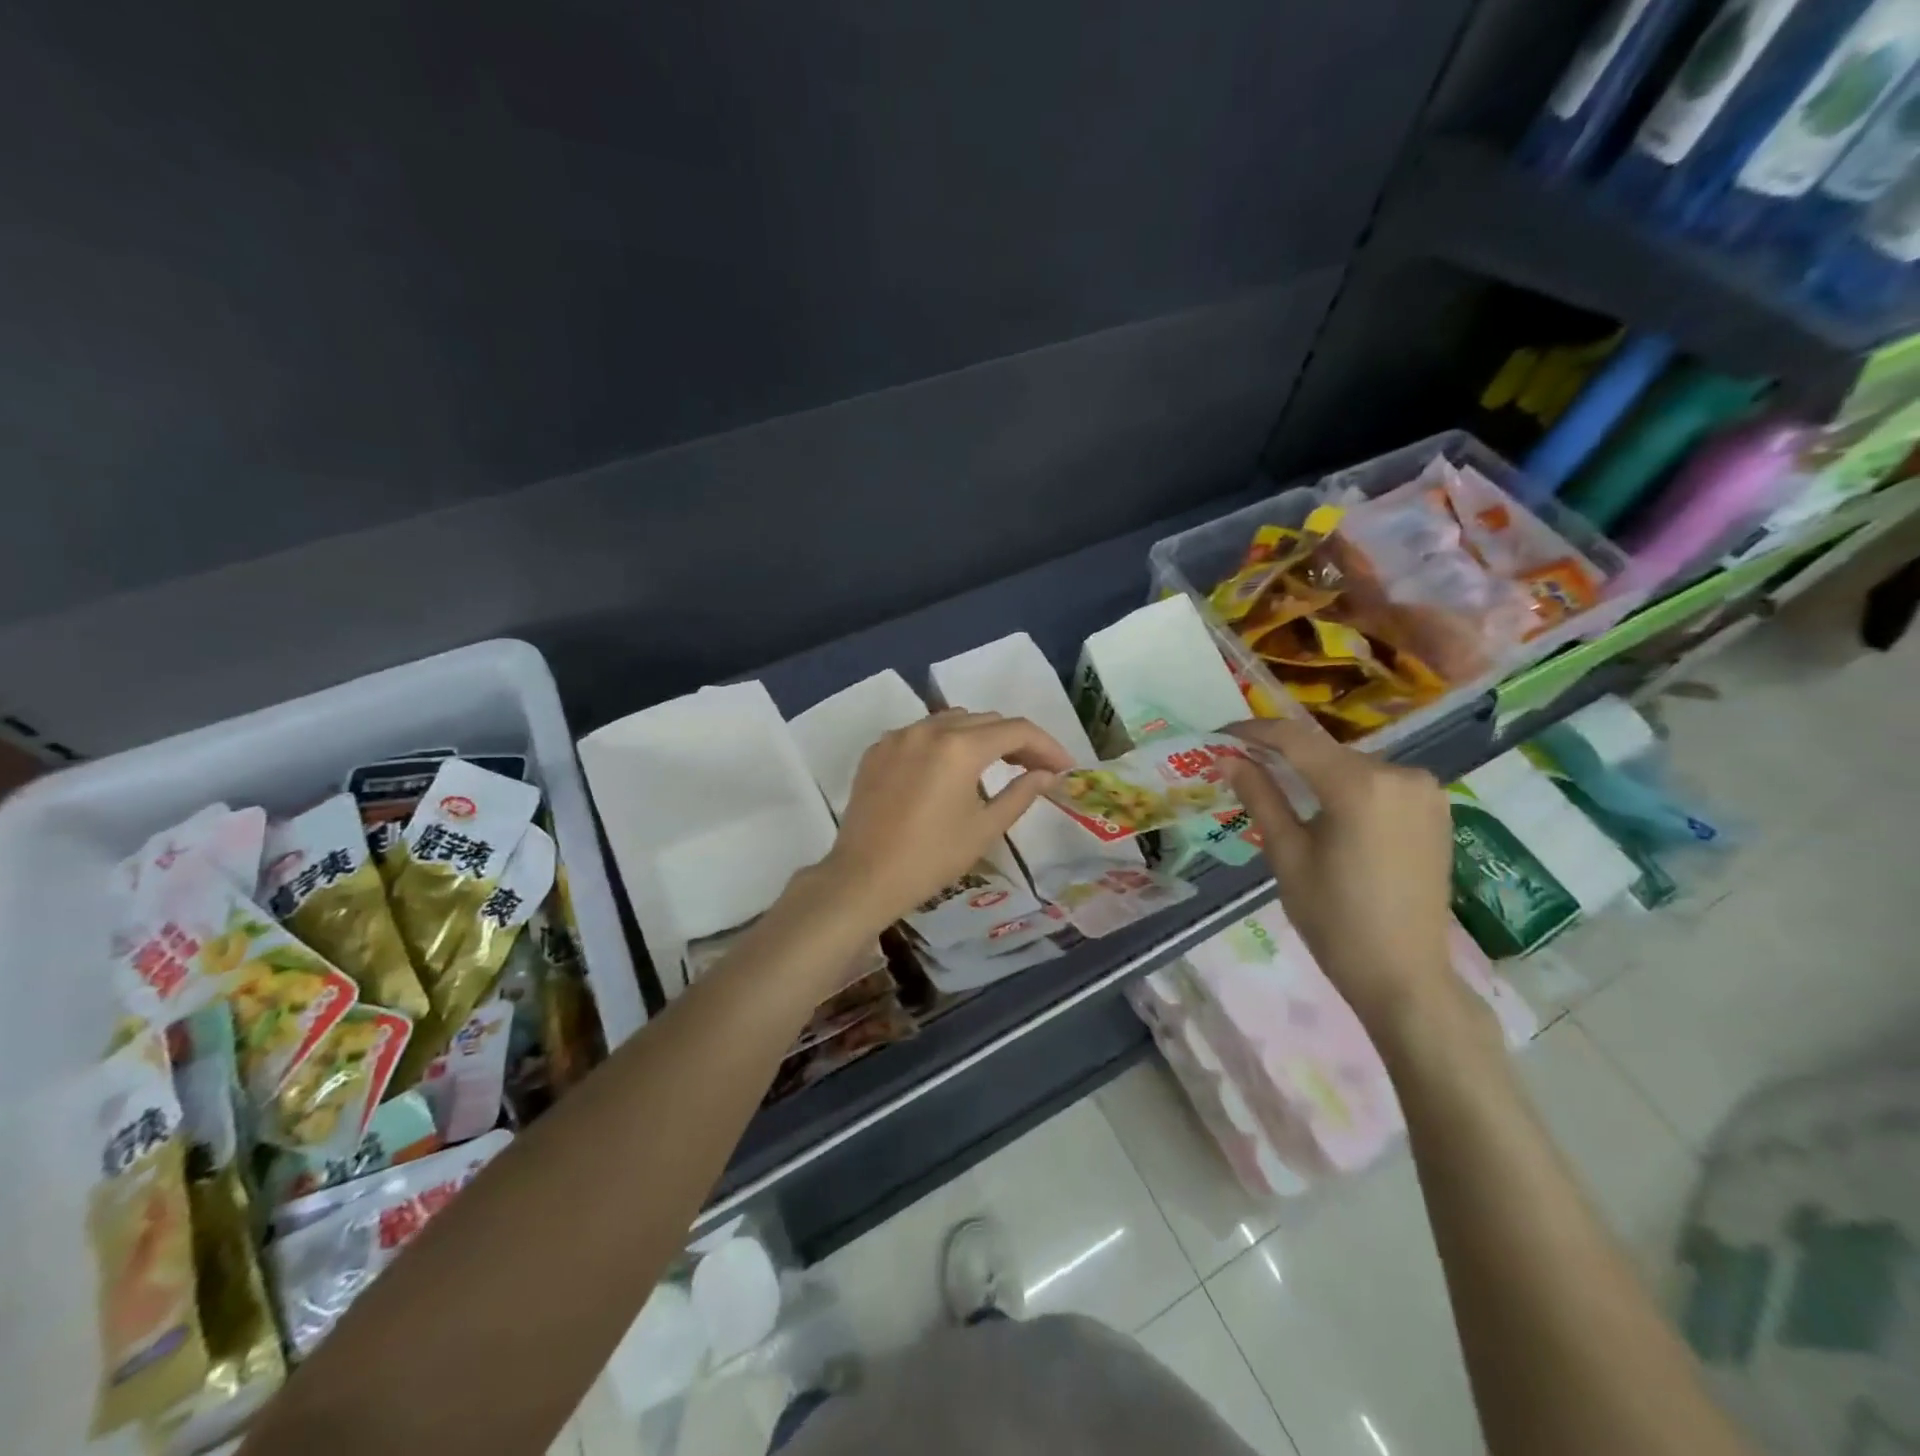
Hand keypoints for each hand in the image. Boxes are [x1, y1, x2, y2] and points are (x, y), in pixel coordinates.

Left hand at [814, 710, 1073, 934]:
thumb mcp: (985, 828)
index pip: (1016, 730)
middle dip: (1016, 740)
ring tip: (996, 764)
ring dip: (980, 736)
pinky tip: (949, 770)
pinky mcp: (877, 750)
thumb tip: (1048, 773)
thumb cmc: (931, 858)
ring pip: (952, 721)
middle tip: (1036, 768)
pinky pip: (921, 733)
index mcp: (959, 747)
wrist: (864, 878)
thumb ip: (1021, 793)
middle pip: (986, 721)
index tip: (1064, 767)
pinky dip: (944, 743)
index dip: (1047, 745)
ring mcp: (898, 736)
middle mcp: (928, 729)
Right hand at [1224, 717, 1461, 1036]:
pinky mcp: (1435, 810)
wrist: (1405, 975)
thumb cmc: (1334, 919)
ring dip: (1314, 772)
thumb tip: (1226, 758)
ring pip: (1351, 766)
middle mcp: (1400, 774)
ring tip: (1278, 789)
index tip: (1219, 736)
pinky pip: (1378, 783)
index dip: (1253, 732)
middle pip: (1325, 752)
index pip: (1295, 739)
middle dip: (1282, 755)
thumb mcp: (1287, 855)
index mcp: (1360, 785)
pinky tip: (1324, 809)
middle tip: (1242, 768)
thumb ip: (1260, 797)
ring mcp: (1425, 791)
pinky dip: (1346, 787)